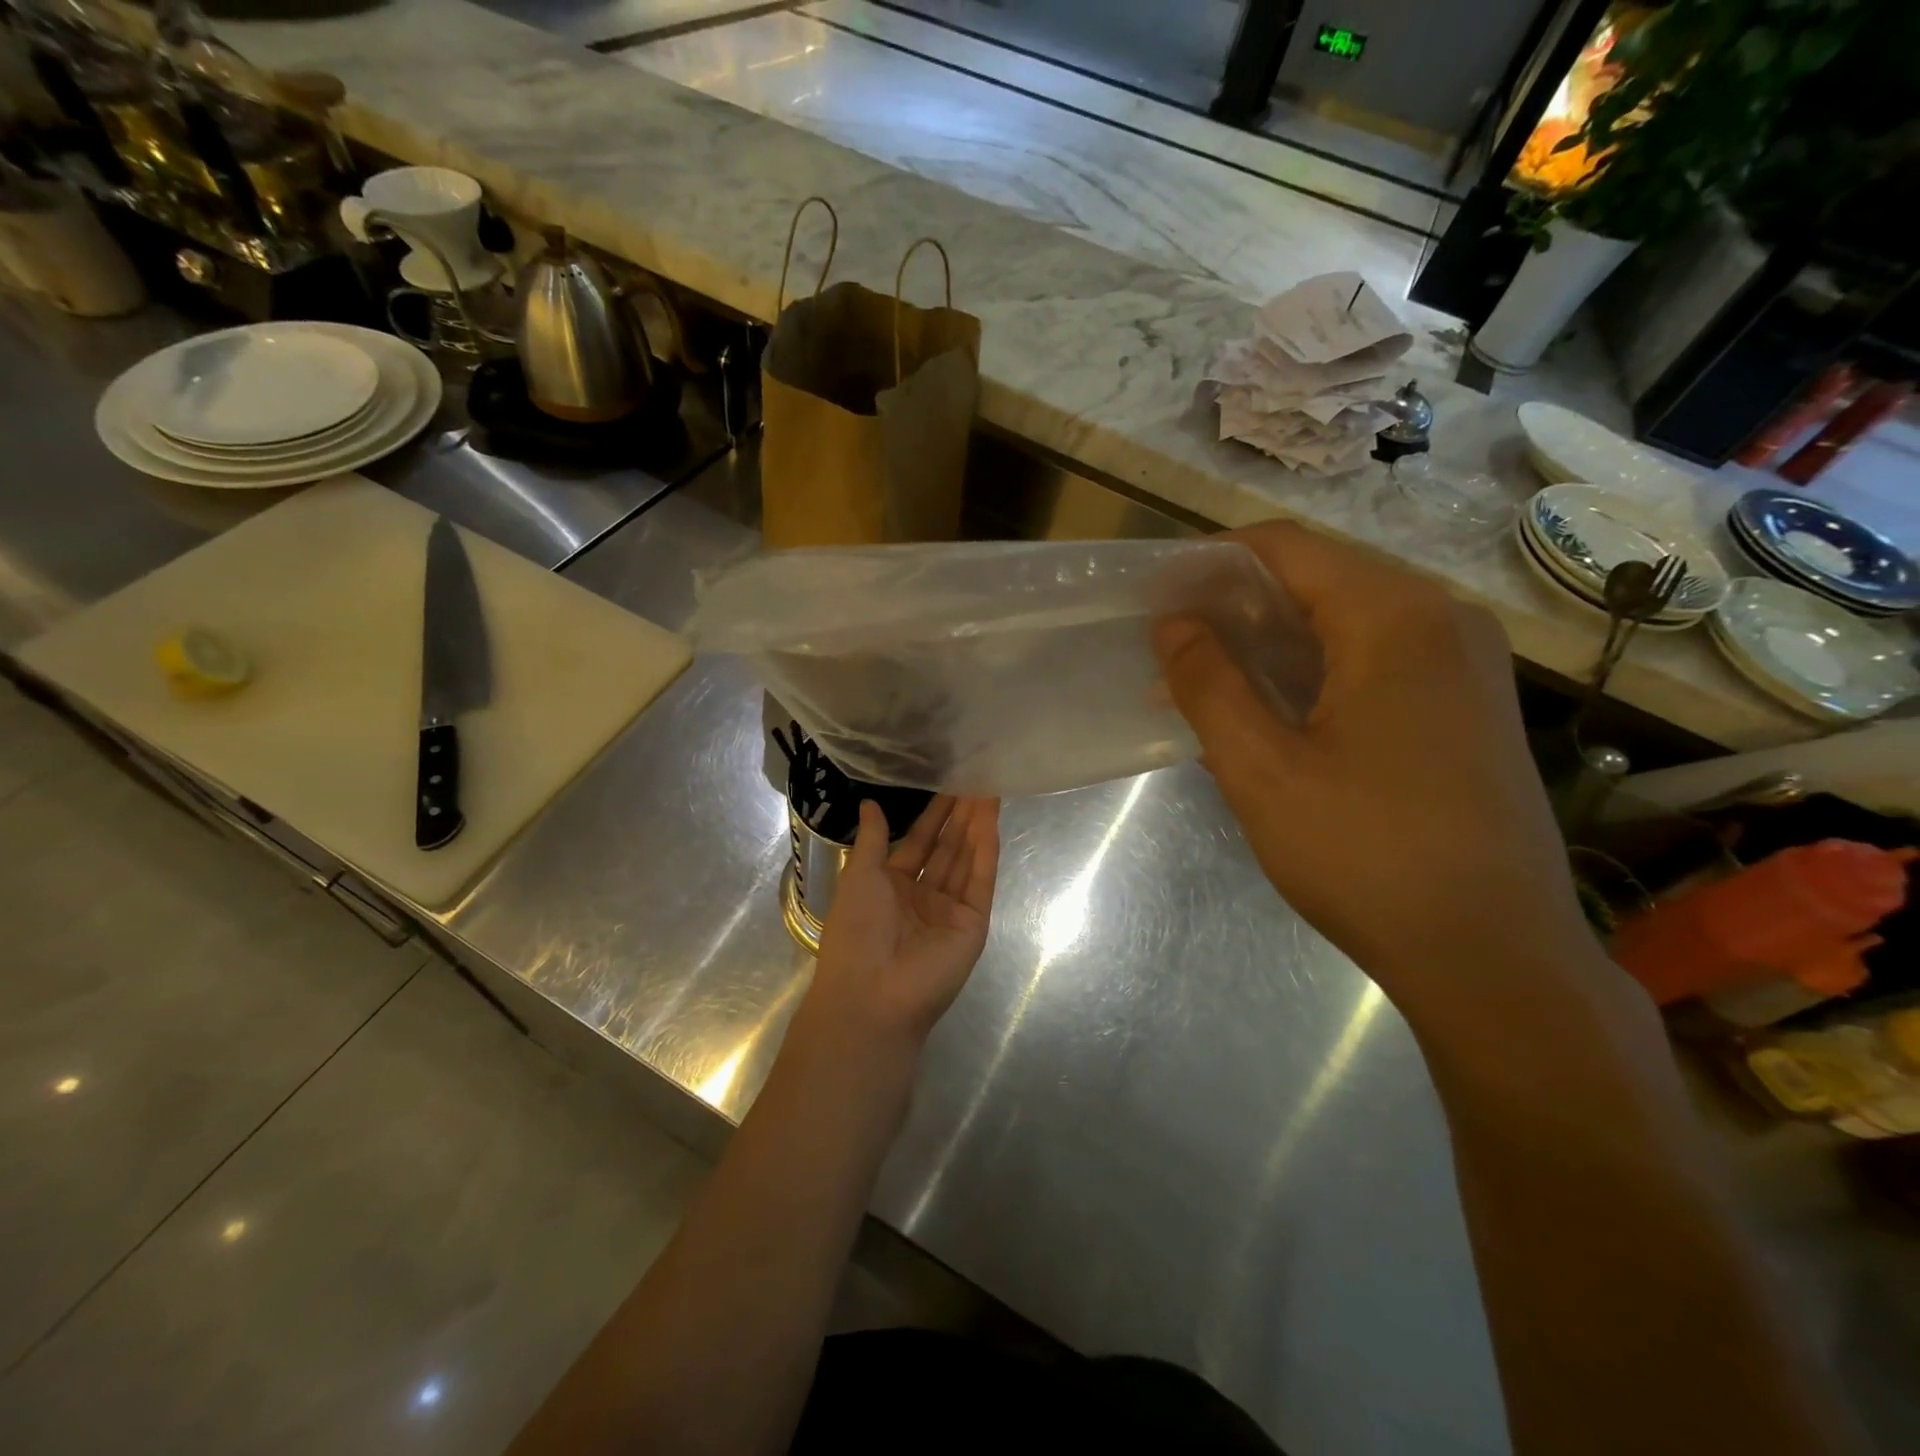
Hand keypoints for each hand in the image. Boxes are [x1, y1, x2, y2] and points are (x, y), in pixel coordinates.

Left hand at [804, 796, 1000, 1054]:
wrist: (872, 993)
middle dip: (959, 815)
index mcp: (891, 887)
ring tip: (988, 788)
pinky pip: (979, 881)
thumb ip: (872, 839)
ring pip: (966, 859)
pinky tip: (991, 821)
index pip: (918, 842)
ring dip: (976, 826)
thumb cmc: (856, 931)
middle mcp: (923, 897)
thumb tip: (870, 803)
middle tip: (975, 776)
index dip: (932, 814)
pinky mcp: (973, 924)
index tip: (947, 782)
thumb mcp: (859, 876)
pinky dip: (986, 851)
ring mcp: (950, 911)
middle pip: (946, 848)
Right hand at [1156, 521, 1590, 1003]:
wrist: (1494, 955)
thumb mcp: (1262, 768)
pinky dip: (1315, 668)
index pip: (1287, 547)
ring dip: (1273, 640)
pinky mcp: (1468, 704)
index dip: (1212, 562)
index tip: (1156, 598)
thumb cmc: (1367, 854)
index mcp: (1397, 617)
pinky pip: (1377, 657)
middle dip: (1239, 604)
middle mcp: (1443, 619)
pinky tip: (1273, 709)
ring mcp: (1466, 662)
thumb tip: (1173, 622)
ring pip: (1348, 619)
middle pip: (1321, 576)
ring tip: (1210, 680)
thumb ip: (1208, 683)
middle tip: (1174, 647)